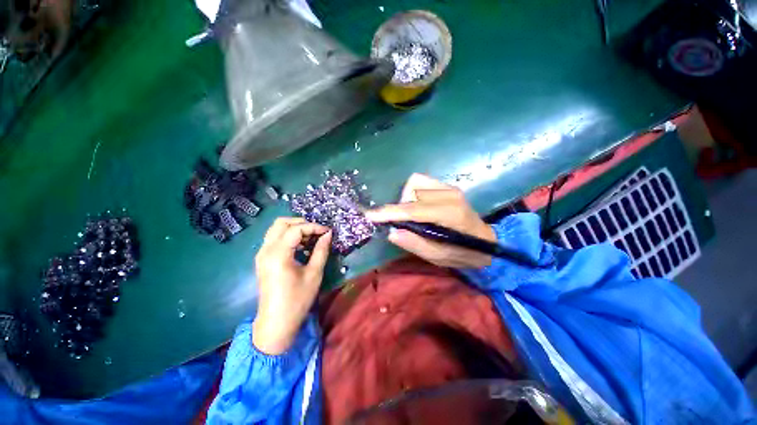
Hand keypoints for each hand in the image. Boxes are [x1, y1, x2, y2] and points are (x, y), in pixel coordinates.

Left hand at [253, 218, 331, 354]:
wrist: (276, 323)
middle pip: (281, 223)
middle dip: (301, 223)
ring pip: (276, 229)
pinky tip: (301, 247)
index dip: (314, 227)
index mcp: (278, 254)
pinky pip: (274, 239)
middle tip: (317, 231)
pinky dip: (288, 237)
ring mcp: (262, 255)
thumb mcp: (314, 274)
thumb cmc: (297, 300)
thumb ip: (321, 251)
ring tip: (311, 239)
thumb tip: (328, 234)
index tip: (327, 232)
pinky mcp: (262, 260)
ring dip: (294, 229)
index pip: (296, 229)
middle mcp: (266, 250)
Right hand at [366, 173, 495, 268]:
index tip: (370, 216)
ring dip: (406, 198)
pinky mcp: (448, 186)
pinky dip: (412, 193)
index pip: (413, 210)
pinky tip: (418, 206)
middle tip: (402, 224)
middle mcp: (449, 195)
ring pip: (415, 182)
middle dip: (400, 207)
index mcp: (449, 214)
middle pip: (411, 190)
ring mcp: (449, 187)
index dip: (389, 213)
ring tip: (411, 215)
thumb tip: (391, 232)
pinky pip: (421, 182)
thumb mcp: (439, 257)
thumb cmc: (464, 253)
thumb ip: (415, 244)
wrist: (488, 242)